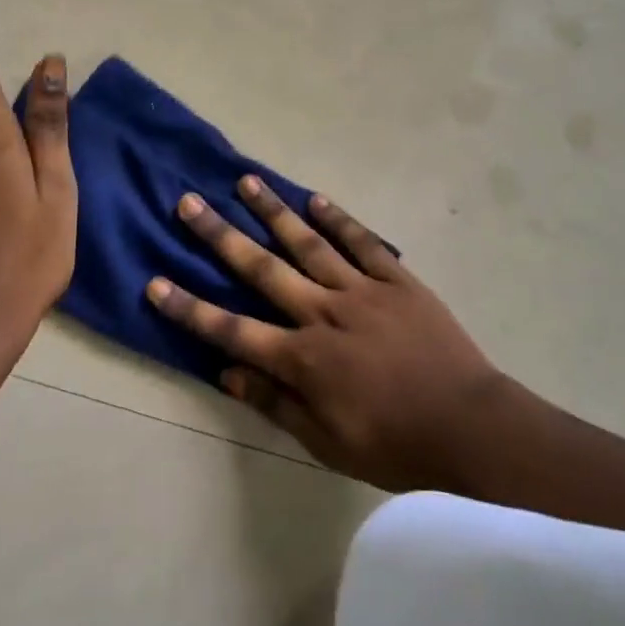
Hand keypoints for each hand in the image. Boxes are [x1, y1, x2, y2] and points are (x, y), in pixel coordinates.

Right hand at [147, 178, 504, 491]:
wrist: (470, 425)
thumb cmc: (394, 444)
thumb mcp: (327, 442)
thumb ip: (276, 403)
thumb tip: (227, 372)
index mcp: (303, 358)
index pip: (232, 330)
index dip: (189, 308)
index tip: (154, 282)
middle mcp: (323, 313)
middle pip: (261, 268)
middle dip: (220, 236)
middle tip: (188, 203)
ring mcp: (361, 290)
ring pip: (308, 243)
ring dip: (273, 211)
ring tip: (245, 181)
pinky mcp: (396, 280)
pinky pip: (362, 242)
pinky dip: (337, 219)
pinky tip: (315, 199)